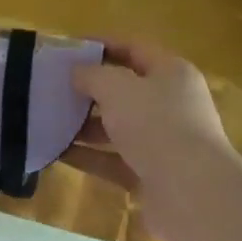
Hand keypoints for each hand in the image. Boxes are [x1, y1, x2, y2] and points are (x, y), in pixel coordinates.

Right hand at [64, 41, 241, 240]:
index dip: (100, 45)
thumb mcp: (116, 88)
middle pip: (125, 90)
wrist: (192, 194)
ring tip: (49, 120)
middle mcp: (171, 104)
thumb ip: (92, 75)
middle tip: (54, 87)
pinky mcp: (153, 176)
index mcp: (171, 73)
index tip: (67, 50)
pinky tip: (59, 152)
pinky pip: (115, 160)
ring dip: (86, 125)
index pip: (133, 48)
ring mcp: (164, 143)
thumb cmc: (156, 124)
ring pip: (118, 127)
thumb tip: (77, 72)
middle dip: (90, 89)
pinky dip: (90, 156)